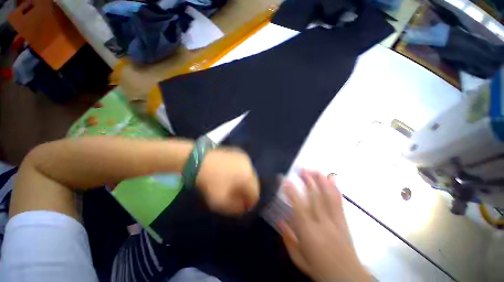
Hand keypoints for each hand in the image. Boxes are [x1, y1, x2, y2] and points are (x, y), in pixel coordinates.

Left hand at [196, 148, 259, 215]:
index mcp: (248, 177)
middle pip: (253, 183)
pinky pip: (243, 166)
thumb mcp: (221, 202)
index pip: (255, 194)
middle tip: (237, 197)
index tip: (242, 208)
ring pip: (248, 173)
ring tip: (233, 185)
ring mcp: (243, 157)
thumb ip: (236, 208)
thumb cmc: (211, 181)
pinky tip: (230, 174)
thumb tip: (243, 208)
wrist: (198, 160)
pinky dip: (239, 172)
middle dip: (247, 192)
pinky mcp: (237, 152)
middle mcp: (249, 165)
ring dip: (243, 181)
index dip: (250, 203)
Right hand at [280, 170, 370, 281]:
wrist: (347, 279)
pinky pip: (338, 203)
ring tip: (315, 170)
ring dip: (321, 182)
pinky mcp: (344, 221)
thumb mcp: (298, 258)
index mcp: (309, 232)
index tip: (285, 180)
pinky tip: (332, 180)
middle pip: (314, 197)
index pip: (298, 207)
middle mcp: (322, 223)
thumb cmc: (319, 269)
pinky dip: (335, 190)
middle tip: (302, 169)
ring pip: (327, 197)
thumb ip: (288, 238)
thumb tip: (279, 221)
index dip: (291, 192)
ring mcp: (335, 221)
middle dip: (307, 181)